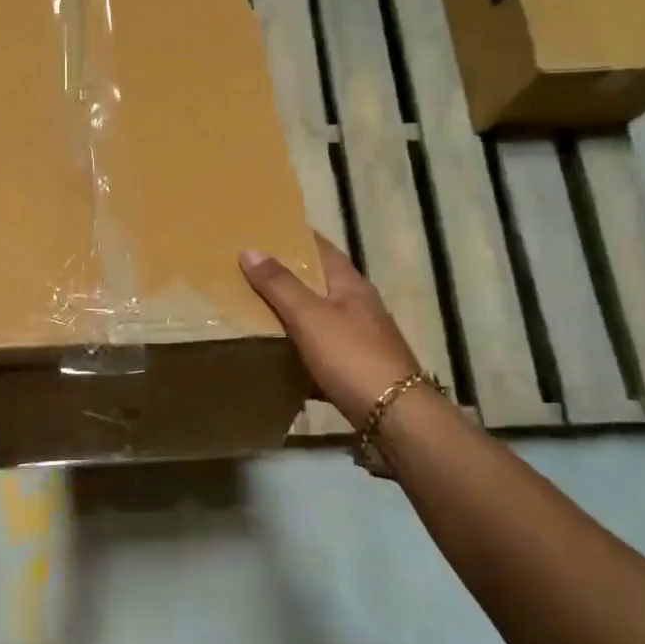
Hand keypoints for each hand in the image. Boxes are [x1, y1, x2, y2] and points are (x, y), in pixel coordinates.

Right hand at [240, 234, 426, 425]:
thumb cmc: (351, 356)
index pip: (322, 248)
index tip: (266, 228)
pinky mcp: (356, 368)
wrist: (394, 415)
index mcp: (351, 285)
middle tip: (250, 268)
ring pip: (320, 316)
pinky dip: (300, 347)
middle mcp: (359, 306)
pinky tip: (279, 354)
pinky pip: (321, 349)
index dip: (296, 235)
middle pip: (320, 281)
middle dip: (289, 274)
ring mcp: (361, 338)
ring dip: (293, 311)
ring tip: (255, 308)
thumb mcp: (310, 316)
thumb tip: (250, 249)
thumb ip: (280, 284)